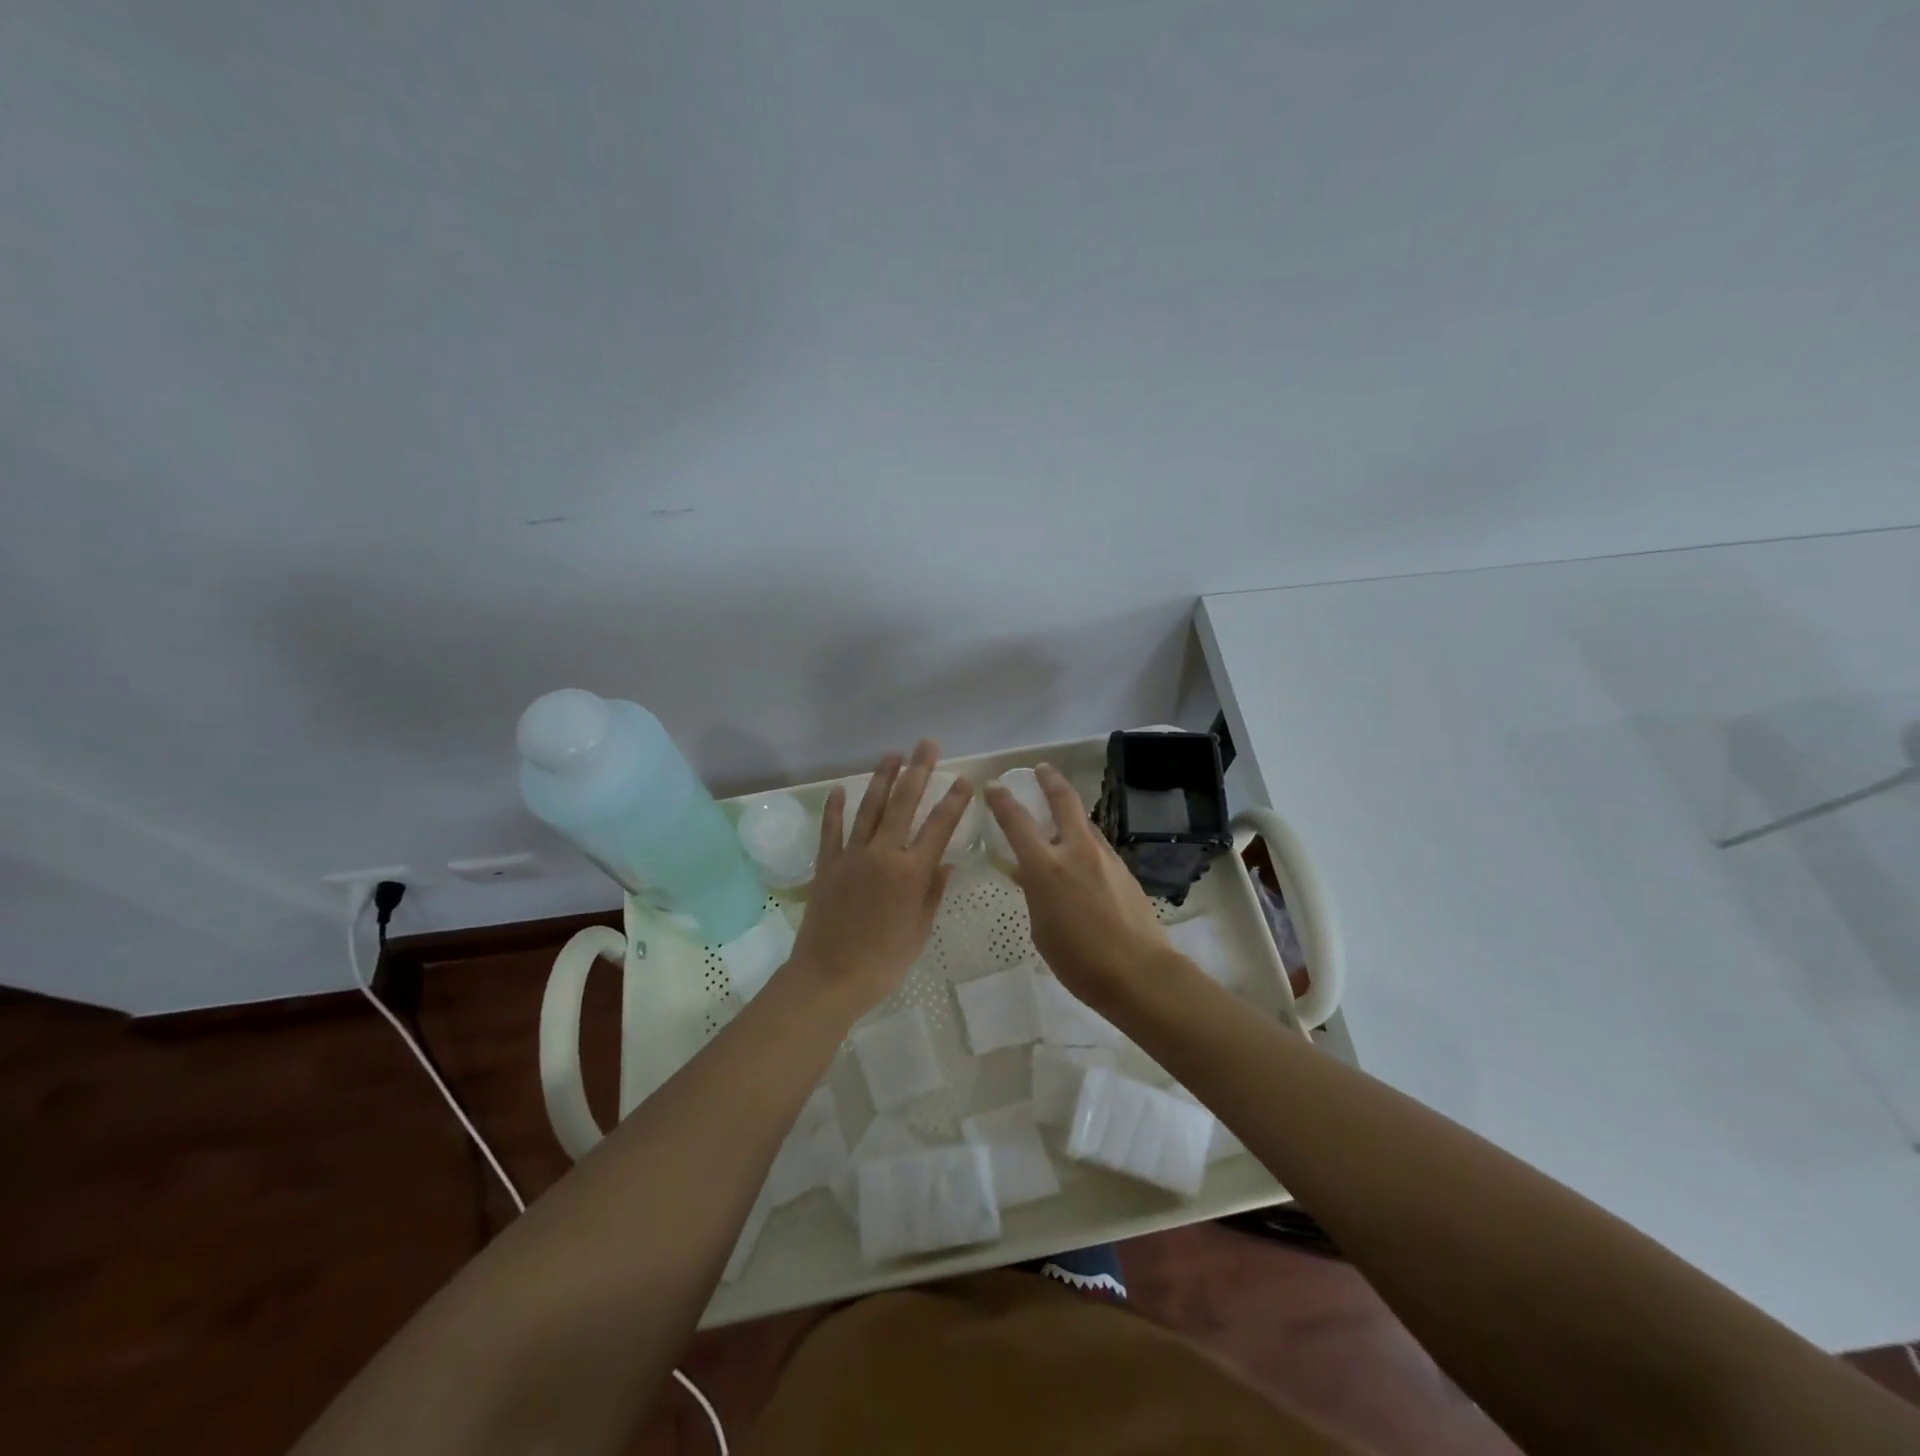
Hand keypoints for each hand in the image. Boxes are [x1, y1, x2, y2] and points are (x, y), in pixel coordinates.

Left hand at [785, 739, 972, 1016]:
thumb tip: (945, 863)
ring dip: (882, 778)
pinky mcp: (827, 865)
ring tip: (892, 754)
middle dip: (918, 771)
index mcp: (911, 873)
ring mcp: (852, 856)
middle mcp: (883, 854)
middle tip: (927, 744)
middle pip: (904, 804)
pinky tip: (841, 788)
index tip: (963, 779)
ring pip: (870, 808)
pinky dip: (836, 808)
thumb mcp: (918, 931)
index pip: (939, 827)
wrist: (829, 978)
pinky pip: (832, 830)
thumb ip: (932, 893)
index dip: (953, 801)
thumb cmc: (883, 962)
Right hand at [984, 763, 1176, 1009]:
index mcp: (1046, 867)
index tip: (994, 786)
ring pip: (1085, 823)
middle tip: (1042, 769)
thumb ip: (1035, 893)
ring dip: (1071, 814)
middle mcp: (1076, 851)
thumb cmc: (1078, 960)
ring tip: (1062, 817)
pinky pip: (1099, 846)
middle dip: (1050, 780)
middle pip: (1063, 800)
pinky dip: (1086, 842)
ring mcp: (1105, 857)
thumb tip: (1031, 874)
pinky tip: (1083, 860)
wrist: (1138, 973)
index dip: (1002, 800)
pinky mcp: (1124, 869)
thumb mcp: (1041, 928)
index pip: (1017, 821)